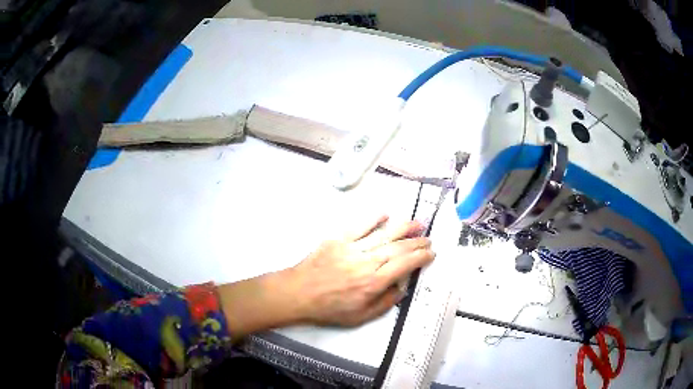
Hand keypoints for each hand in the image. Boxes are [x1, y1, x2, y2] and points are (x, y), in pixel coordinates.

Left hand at [218, 215, 434, 340]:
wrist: (299, 293)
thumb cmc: (330, 308)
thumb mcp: (360, 317)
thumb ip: (385, 303)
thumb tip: (402, 288)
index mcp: (373, 283)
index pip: (405, 265)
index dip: (421, 258)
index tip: (431, 253)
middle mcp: (367, 263)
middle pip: (398, 248)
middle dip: (417, 242)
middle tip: (428, 239)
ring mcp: (352, 248)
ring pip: (384, 234)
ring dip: (403, 227)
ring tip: (417, 223)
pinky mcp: (338, 239)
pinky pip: (359, 225)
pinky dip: (373, 218)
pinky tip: (385, 214)